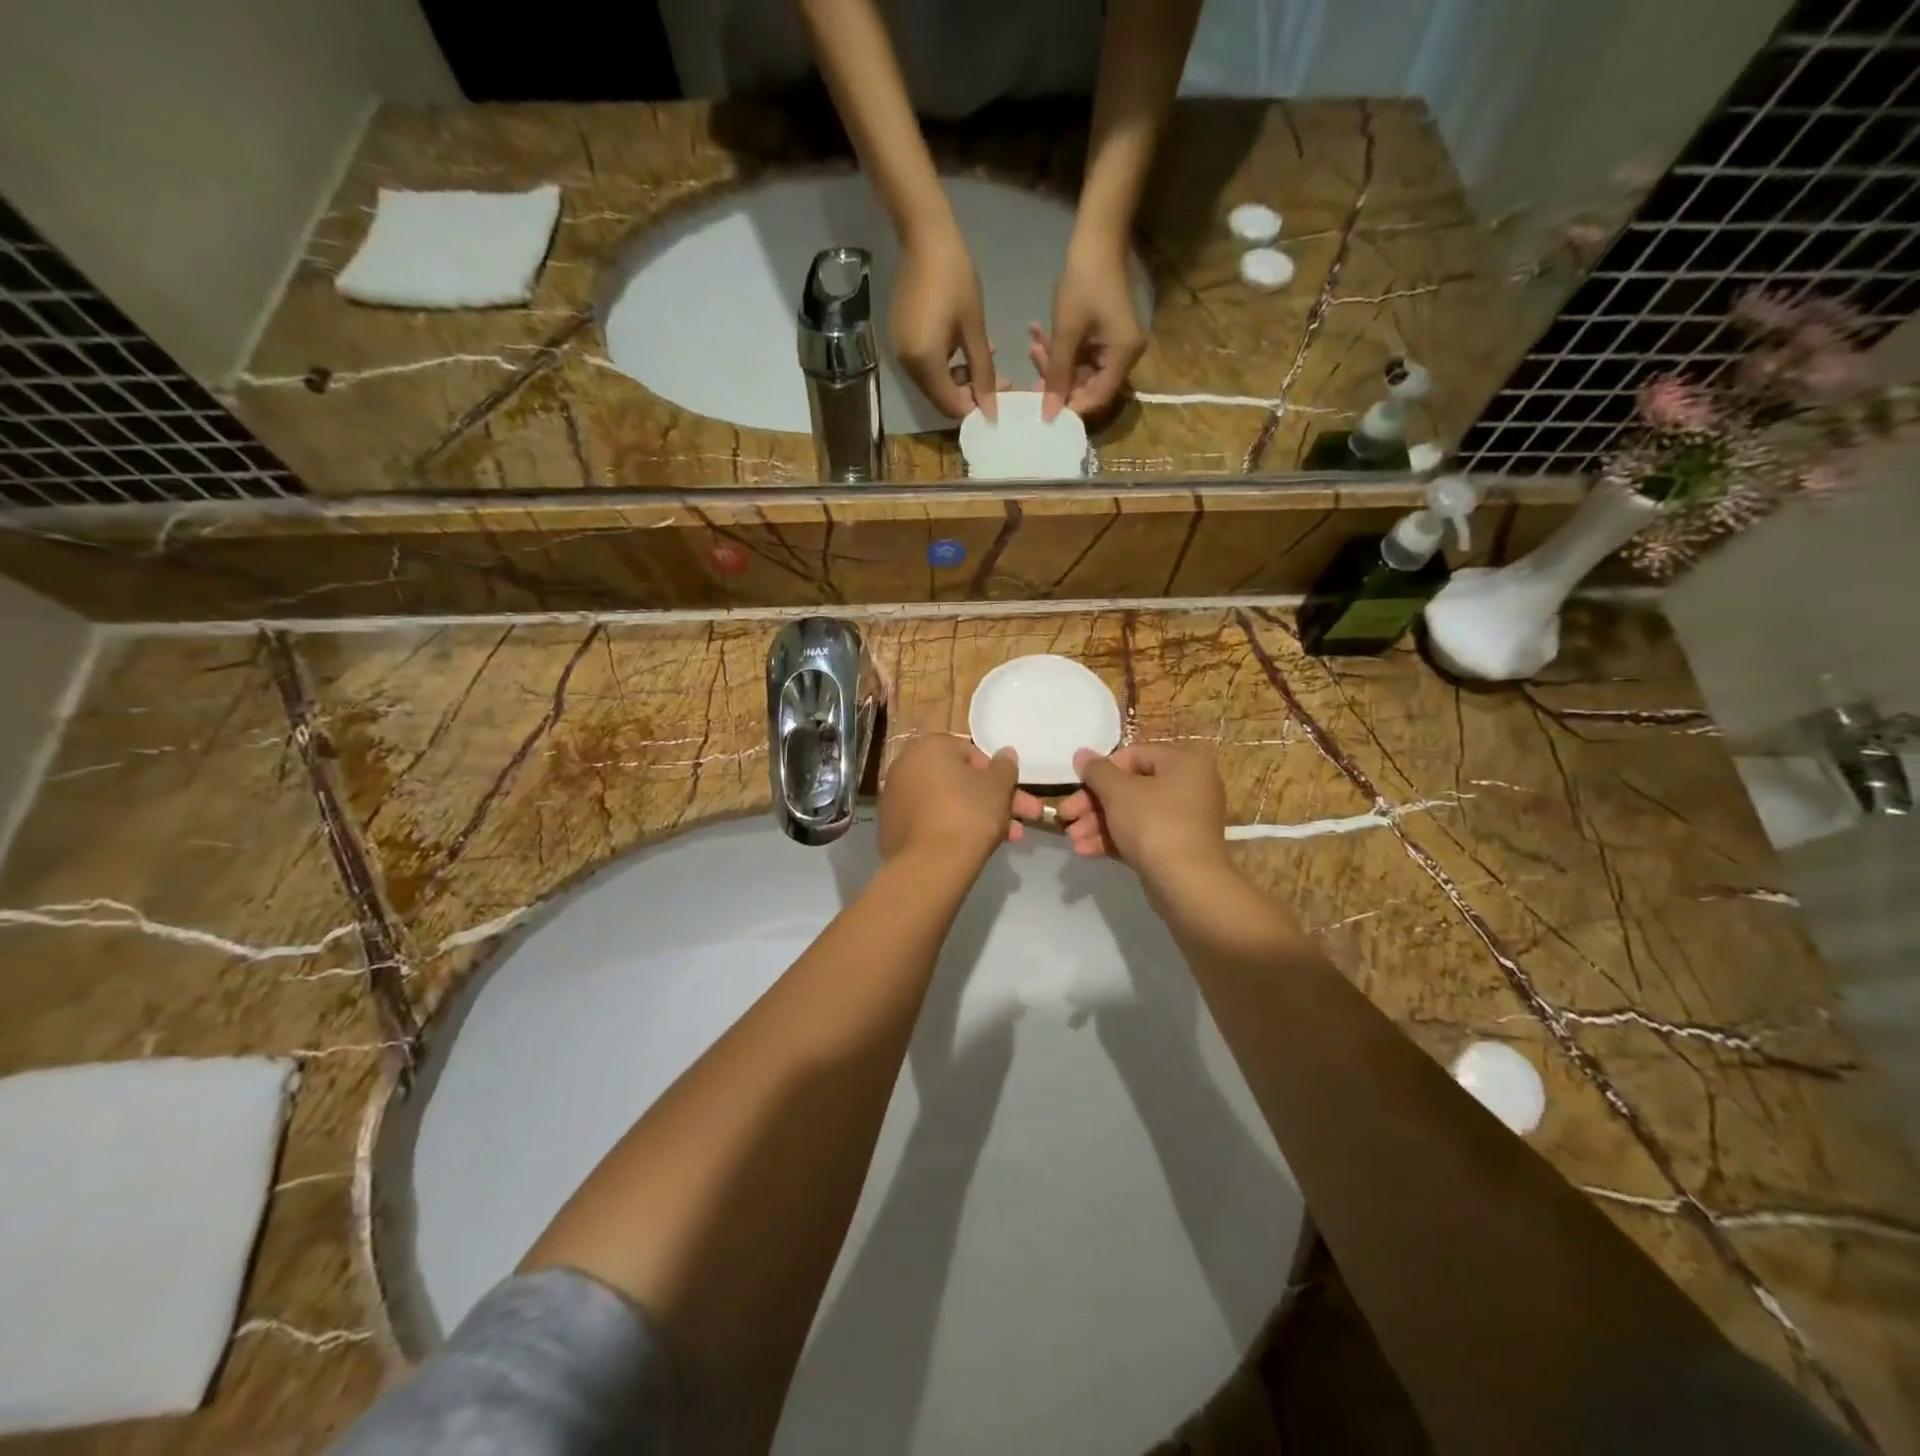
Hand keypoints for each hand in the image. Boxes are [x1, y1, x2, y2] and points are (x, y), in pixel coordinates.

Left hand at [879, 736, 1042, 865]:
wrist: (930, 864)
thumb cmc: (968, 813)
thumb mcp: (999, 786)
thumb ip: (1005, 766)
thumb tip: (1006, 754)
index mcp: (929, 747)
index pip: (971, 753)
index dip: (997, 775)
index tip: (1013, 793)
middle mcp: (906, 767)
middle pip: (960, 781)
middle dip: (995, 800)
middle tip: (1024, 818)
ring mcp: (895, 799)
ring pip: (947, 804)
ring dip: (980, 818)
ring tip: (1011, 839)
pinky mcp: (892, 829)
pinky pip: (930, 823)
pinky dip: (951, 831)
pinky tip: (974, 849)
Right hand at [892, 218, 995, 420]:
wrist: (924, 238)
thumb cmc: (955, 279)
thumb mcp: (975, 329)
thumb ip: (983, 373)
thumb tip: (991, 410)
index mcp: (924, 362)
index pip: (950, 405)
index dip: (975, 409)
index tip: (998, 399)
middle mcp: (907, 365)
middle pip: (940, 398)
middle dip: (969, 395)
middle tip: (997, 380)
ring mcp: (900, 353)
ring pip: (934, 384)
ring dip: (959, 380)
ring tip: (984, 360)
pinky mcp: (900, 341)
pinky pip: (926, 367)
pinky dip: (946, 367)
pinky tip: (963, 348)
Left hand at [1031, 230, 1147, 420]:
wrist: (1096, 238)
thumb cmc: (1084, 282)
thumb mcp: (1066, 332)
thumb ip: (1057, 375)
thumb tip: (1049, 414)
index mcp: (1124, 357)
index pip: (1097, 398)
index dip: (1070, 406)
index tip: (1043, 405)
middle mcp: (1124, 357)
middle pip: (1087, 386)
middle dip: (1057, 380)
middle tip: (1032, 370)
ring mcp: (1114, 347)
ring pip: (1079, 371)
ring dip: (1053, 363)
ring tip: (1032, 346)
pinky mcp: (1103, 338)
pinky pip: (1079, 355)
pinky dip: (1059, 350)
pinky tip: (1037, 336)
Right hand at [1056, 743, 1229, 887]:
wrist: (1186, 884)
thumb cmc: (1154, 824)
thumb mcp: (1118, 791)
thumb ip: (1096, 770)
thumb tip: (1081, 754)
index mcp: (1183, 762)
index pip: (1133, 755)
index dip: (1100, 771)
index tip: (1076, 786)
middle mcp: (1188, 786)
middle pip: (1129, 787)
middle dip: (1093, 804)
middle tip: (1066, 817)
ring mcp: (1183, 820)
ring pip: (1131, 814)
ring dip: (1097, 824)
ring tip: (1072, 839)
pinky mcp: (1175, 848)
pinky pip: (1140, 835)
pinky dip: (1113, 840)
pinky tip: (1085, 851)